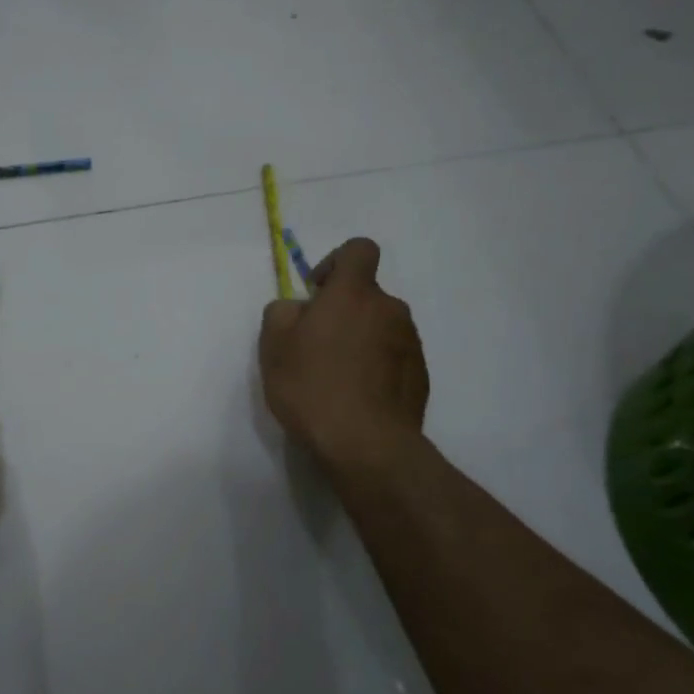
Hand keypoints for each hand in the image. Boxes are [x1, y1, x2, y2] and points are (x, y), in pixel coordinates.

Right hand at [258, 237, 429, 466]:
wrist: (365, 443)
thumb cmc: (312, 386)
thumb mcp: (273, 346)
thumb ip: (282, 312)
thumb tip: (298, 309)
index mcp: (353, 294)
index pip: (359, 250)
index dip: (336, 263)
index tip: (317, 294)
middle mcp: (389, 309)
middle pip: (366, 295)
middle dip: (343, 312)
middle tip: (316, 348)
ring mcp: (410, 342)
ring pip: (380, 327)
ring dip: (360, 340)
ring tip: (336, 378)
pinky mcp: (420, 374)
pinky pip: (393, 357)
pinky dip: (376, 367)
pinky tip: (356, 397)